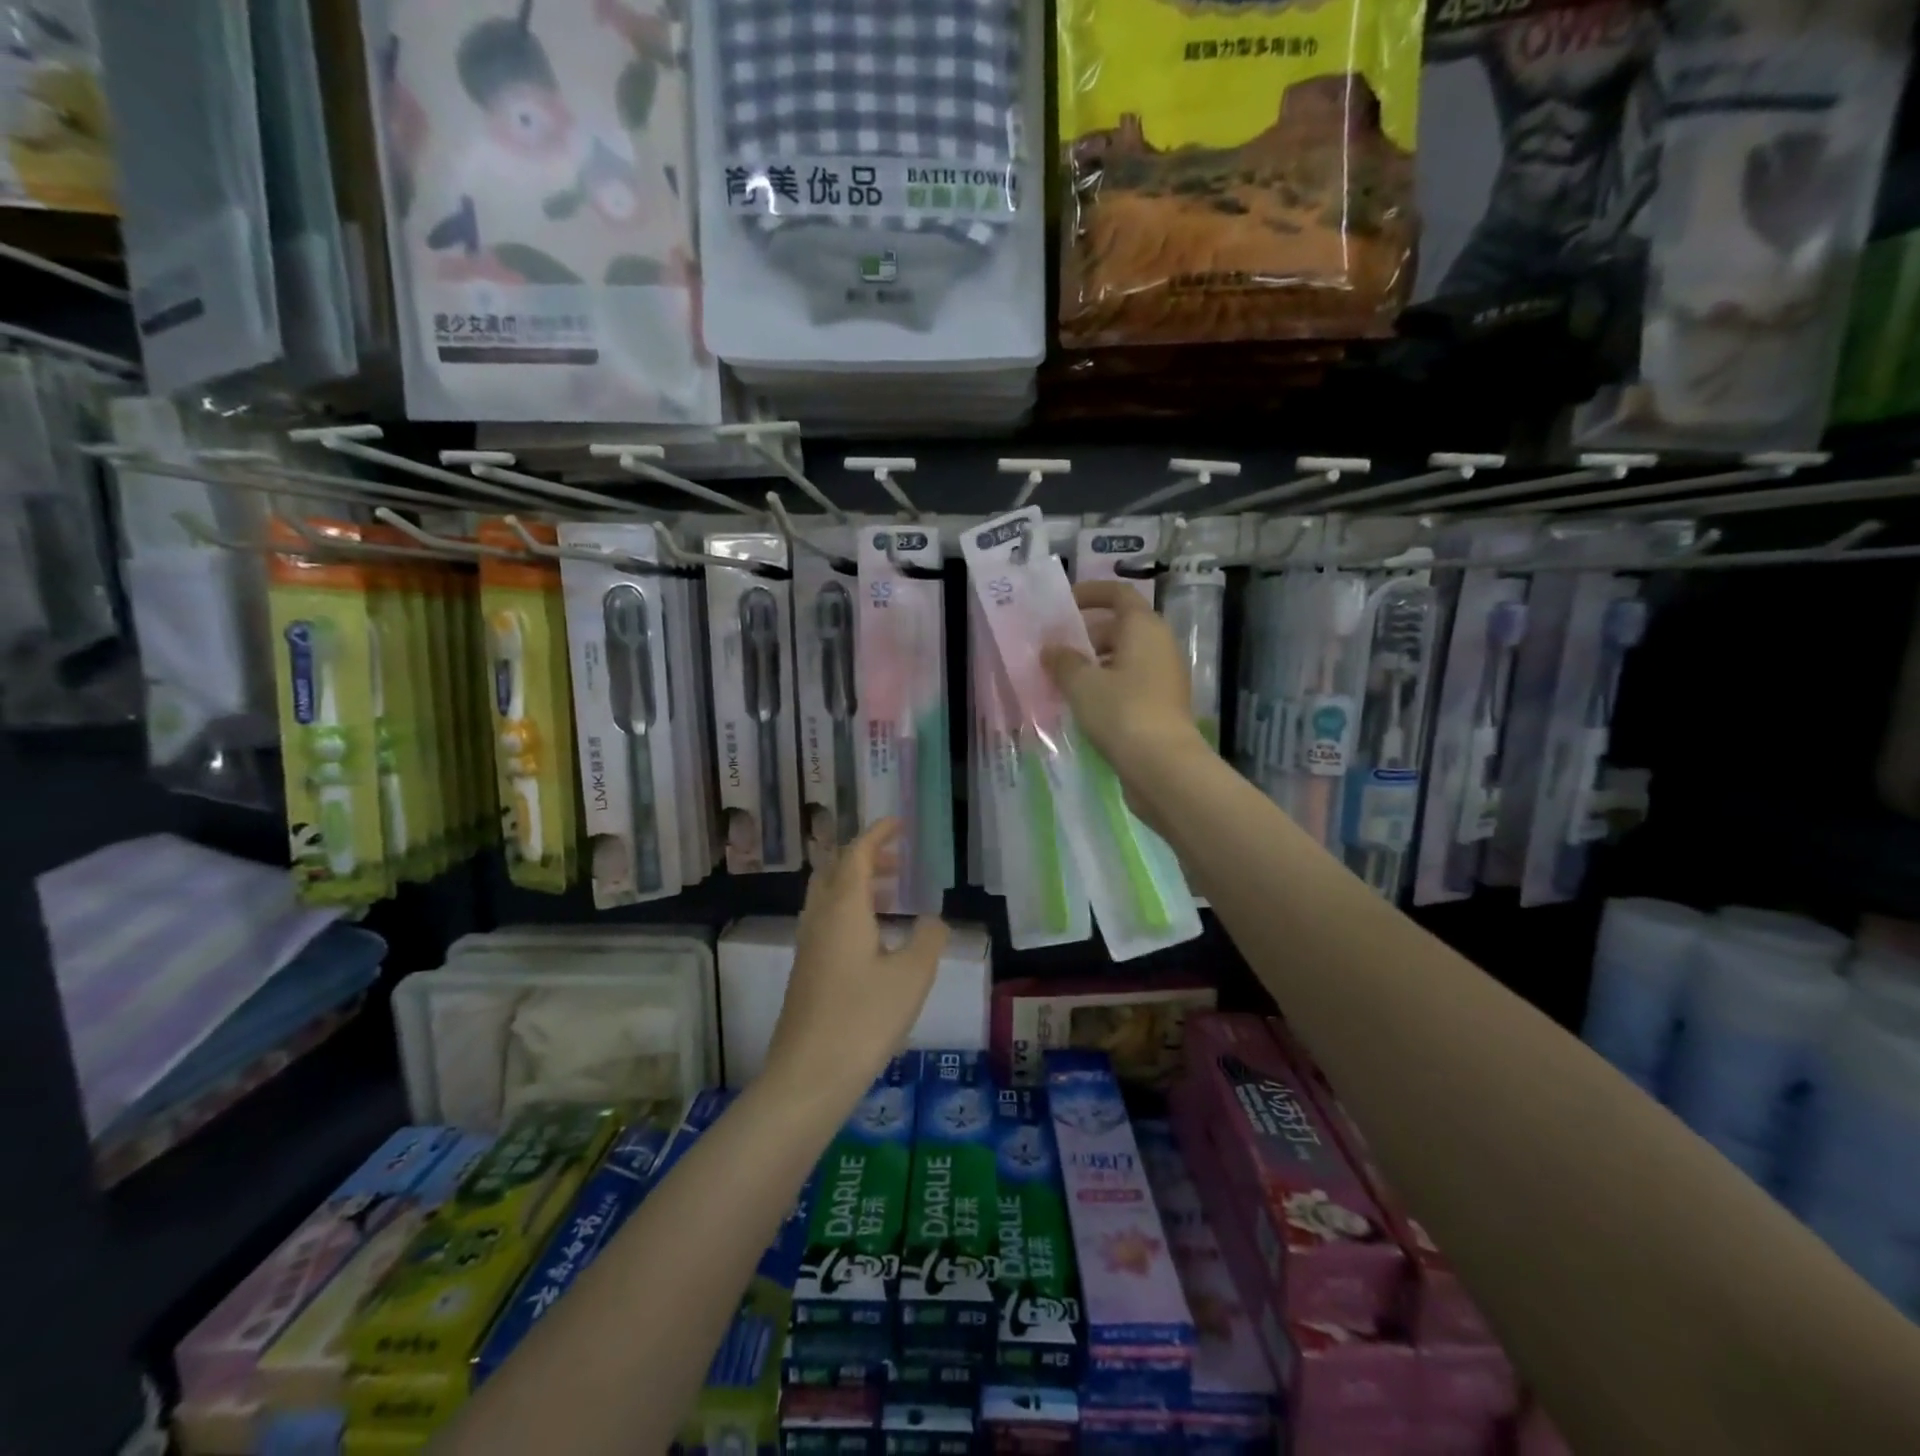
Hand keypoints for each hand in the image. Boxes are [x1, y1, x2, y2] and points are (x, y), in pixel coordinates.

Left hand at [765, 820, 948, 1095]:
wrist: (808, 1076)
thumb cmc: (863, 1018)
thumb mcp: (911, 977)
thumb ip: (928, 939)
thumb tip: (932, 920)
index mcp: (843, 908)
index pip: (857, 854)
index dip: (878, 834)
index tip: (899, 823)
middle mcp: (820, 918)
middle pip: (835, 870)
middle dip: (865, 857)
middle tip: (898, 862)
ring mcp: (808, 945)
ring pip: (828, 896)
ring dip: (856, 884)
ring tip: (891, 895)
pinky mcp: (806, 970)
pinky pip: (826, 920)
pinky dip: (849, 909)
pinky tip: (873, 938)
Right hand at [1041, 580, 1211, 787]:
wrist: (1163, 765)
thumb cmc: (1121, 712)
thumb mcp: (1082, 684)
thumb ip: (1063, 661)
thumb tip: (1051, 650)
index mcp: (1144, 628)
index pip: (1118, 594)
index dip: (1091, 593)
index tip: (1063, 605)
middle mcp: (1160, 645)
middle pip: (1120, 628)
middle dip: (1086, 635)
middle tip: (1055, 651)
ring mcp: (1164, 677)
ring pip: (1124, 658)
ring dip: (1094, 664)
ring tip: (1062, 681)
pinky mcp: (1163, 704)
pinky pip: (1129, 683)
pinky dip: (1106, 686)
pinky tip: (1083, 706)